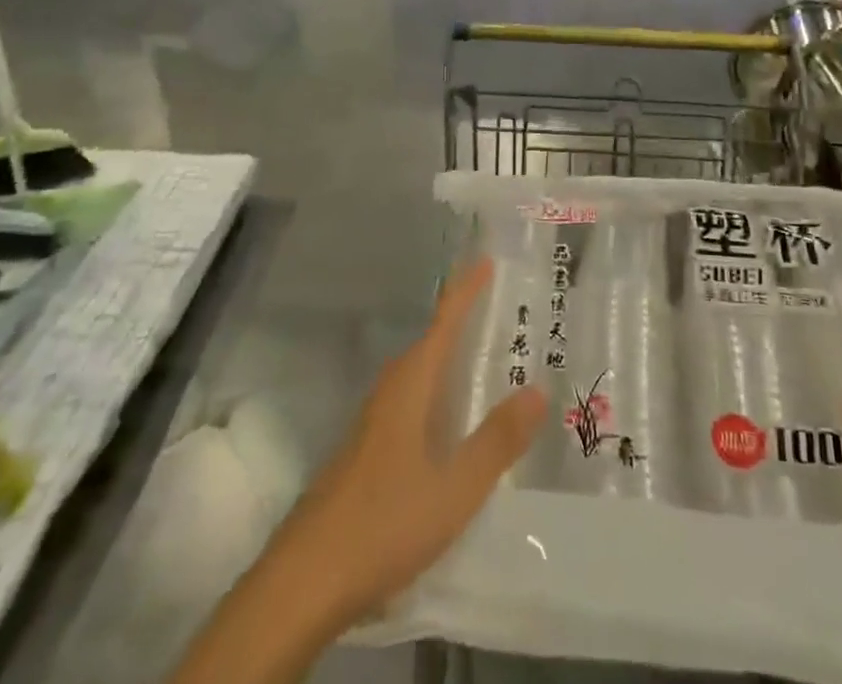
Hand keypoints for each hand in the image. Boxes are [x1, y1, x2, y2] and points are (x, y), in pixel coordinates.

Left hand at [266, 257, 545, 630]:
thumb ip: (497, 441)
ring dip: (448, 358)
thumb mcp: (454, 489)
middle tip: (498, 308)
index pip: (443, 323)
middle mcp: (389, 393)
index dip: (464, 290)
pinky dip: (436, 391)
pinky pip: (409, 401)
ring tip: (483, 356)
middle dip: (461, 321)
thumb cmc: (384, 523)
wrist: (303, 582)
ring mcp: (372, 424)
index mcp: (410, 387)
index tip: (484, 259)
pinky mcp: (365, 452)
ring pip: (417, 374)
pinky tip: (449, 420)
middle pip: (429, 343)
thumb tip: (538, 389)